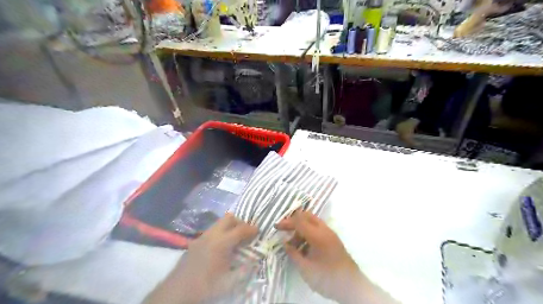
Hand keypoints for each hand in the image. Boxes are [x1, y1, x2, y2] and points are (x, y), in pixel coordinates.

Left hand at [144, 213, 258, 303]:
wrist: (176, 292)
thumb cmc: (205, 287)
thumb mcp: (228, 282)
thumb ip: (244, 269)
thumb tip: (255, 259)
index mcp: (221, 243)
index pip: (240, 229)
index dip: (251, 229)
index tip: (258, 231)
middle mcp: (211, 235)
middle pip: (229, 218)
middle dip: (240, 222)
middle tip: (246, 233)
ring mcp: (202, 237)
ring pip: (219, 223)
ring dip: (230, 227)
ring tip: (235, 239)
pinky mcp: (195, 241)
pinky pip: (212, 230)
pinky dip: (221, 232)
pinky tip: (221, 246)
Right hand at [277, 211, 396, 303]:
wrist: (352, 286)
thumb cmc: (327, 278)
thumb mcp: (306, 268)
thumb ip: (293, 253)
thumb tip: (285, 242)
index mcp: (318, 235)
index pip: (299, 221)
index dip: (286, 222)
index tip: (276, 227)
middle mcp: (325, 230)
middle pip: (306, 216)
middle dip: (293, 221)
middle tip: (283, 229)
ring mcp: (330, 234)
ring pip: (312, 222)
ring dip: (300, 228)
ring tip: (292, 243)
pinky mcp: (333, 239)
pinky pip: (317, 229)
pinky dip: (307, 232)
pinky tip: (303, 245)